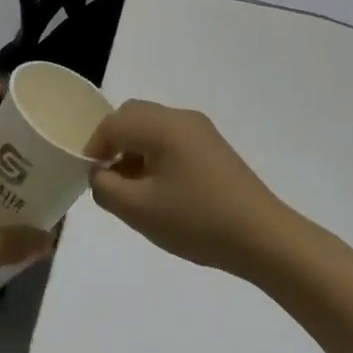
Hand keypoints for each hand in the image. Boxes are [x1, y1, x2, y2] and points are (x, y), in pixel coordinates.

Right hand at [87, 101, 290, 275]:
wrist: (262, 236)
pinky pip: (172, 138)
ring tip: (134, 189)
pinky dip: (156, 154)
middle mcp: (181, 117)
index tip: (90, 177)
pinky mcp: (214, 147)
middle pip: (133, 115)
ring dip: (135, 149)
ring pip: (153, 126)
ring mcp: (201, 130)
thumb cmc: (197, 221)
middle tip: (108, 178)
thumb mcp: (140, 211)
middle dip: (114, 142)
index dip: (93, 147)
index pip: (113, 122)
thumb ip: (106, 187)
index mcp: (162, 126)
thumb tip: (100, 173)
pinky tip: (161, 190)